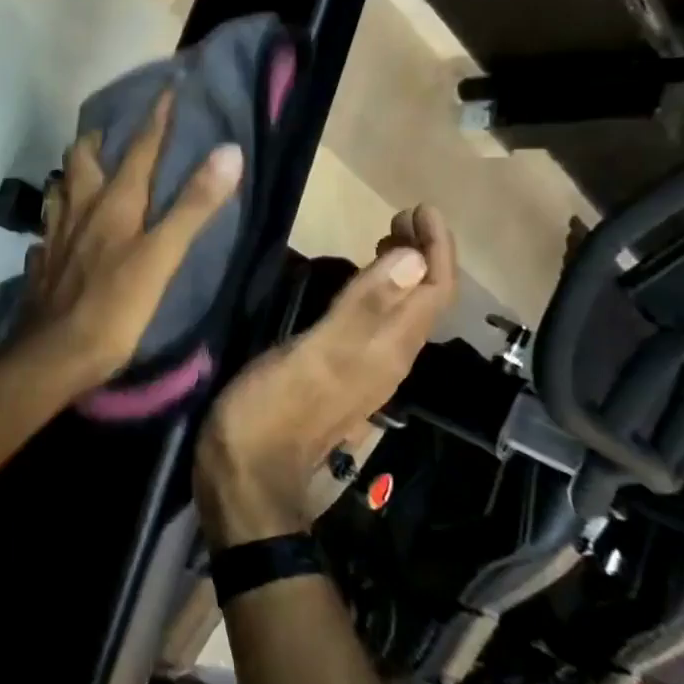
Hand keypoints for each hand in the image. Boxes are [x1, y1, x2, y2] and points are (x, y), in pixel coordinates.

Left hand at [17, 91, 243, 392]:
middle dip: (98, 140)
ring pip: (59, 190)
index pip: (139, 149)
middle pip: (82, 160)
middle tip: (112, 134)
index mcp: (114, 202)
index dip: (156, 119)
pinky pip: (47, 231)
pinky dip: (57, 222)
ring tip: (86, 174)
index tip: (168, 89)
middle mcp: (79, 209)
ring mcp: (54, 236)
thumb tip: (229, 151)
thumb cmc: (116, 306)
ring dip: (72, 175)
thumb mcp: (163, 256)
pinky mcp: (41, 263)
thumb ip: (194, 205)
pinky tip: (62, 232)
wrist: (54, 354)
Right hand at [195, 206, 456, 546]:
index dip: (437, 247)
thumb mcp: (315, 355)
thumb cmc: (273, 410)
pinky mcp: (343, 376)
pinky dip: (378, 292)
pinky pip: (378, 324)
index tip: (419, 207)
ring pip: (403, 312)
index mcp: (388, 348)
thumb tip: (414, 258)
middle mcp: (390, 358)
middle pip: (425, 300)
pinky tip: (353, 284)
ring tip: (384, 237)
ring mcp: (367, 370)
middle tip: (400, 214)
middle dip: (424, 253)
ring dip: (404, 271)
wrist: (247, 477)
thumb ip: (362, 308)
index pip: (435, 290)